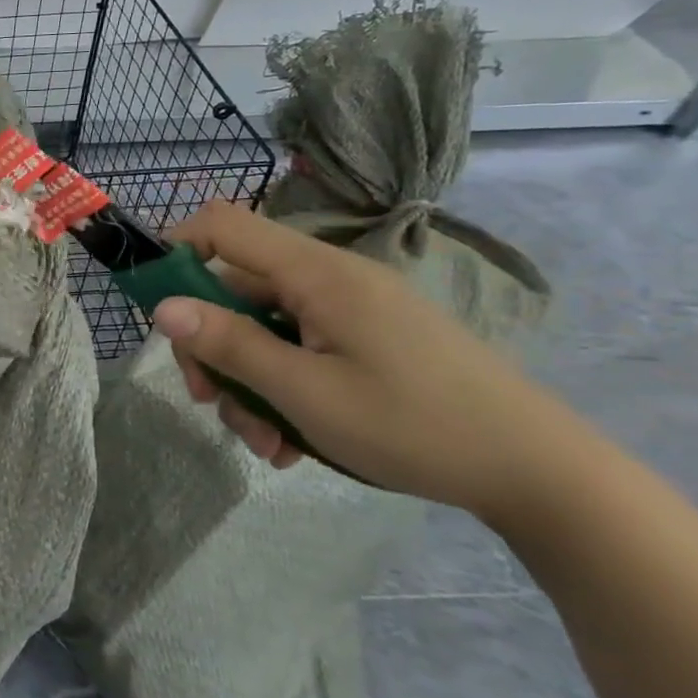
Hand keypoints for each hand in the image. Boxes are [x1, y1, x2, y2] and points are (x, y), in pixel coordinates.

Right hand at [151, 201, 581, 518]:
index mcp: (317, 274)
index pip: (224, 225)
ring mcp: (352, 310)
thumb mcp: (305, 393)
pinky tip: (291, 442)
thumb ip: (229, 345)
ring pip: (265, 328)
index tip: (155, 305)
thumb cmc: (415, 426)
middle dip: (212, 346)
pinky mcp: (368, 339)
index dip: (177, 249)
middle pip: (236, 288)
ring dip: (247, 381)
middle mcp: (330, 279)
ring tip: (262, 442)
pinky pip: (300, 348)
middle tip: (208, 402)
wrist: (542, 473)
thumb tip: (162, 308)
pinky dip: (282, 388)